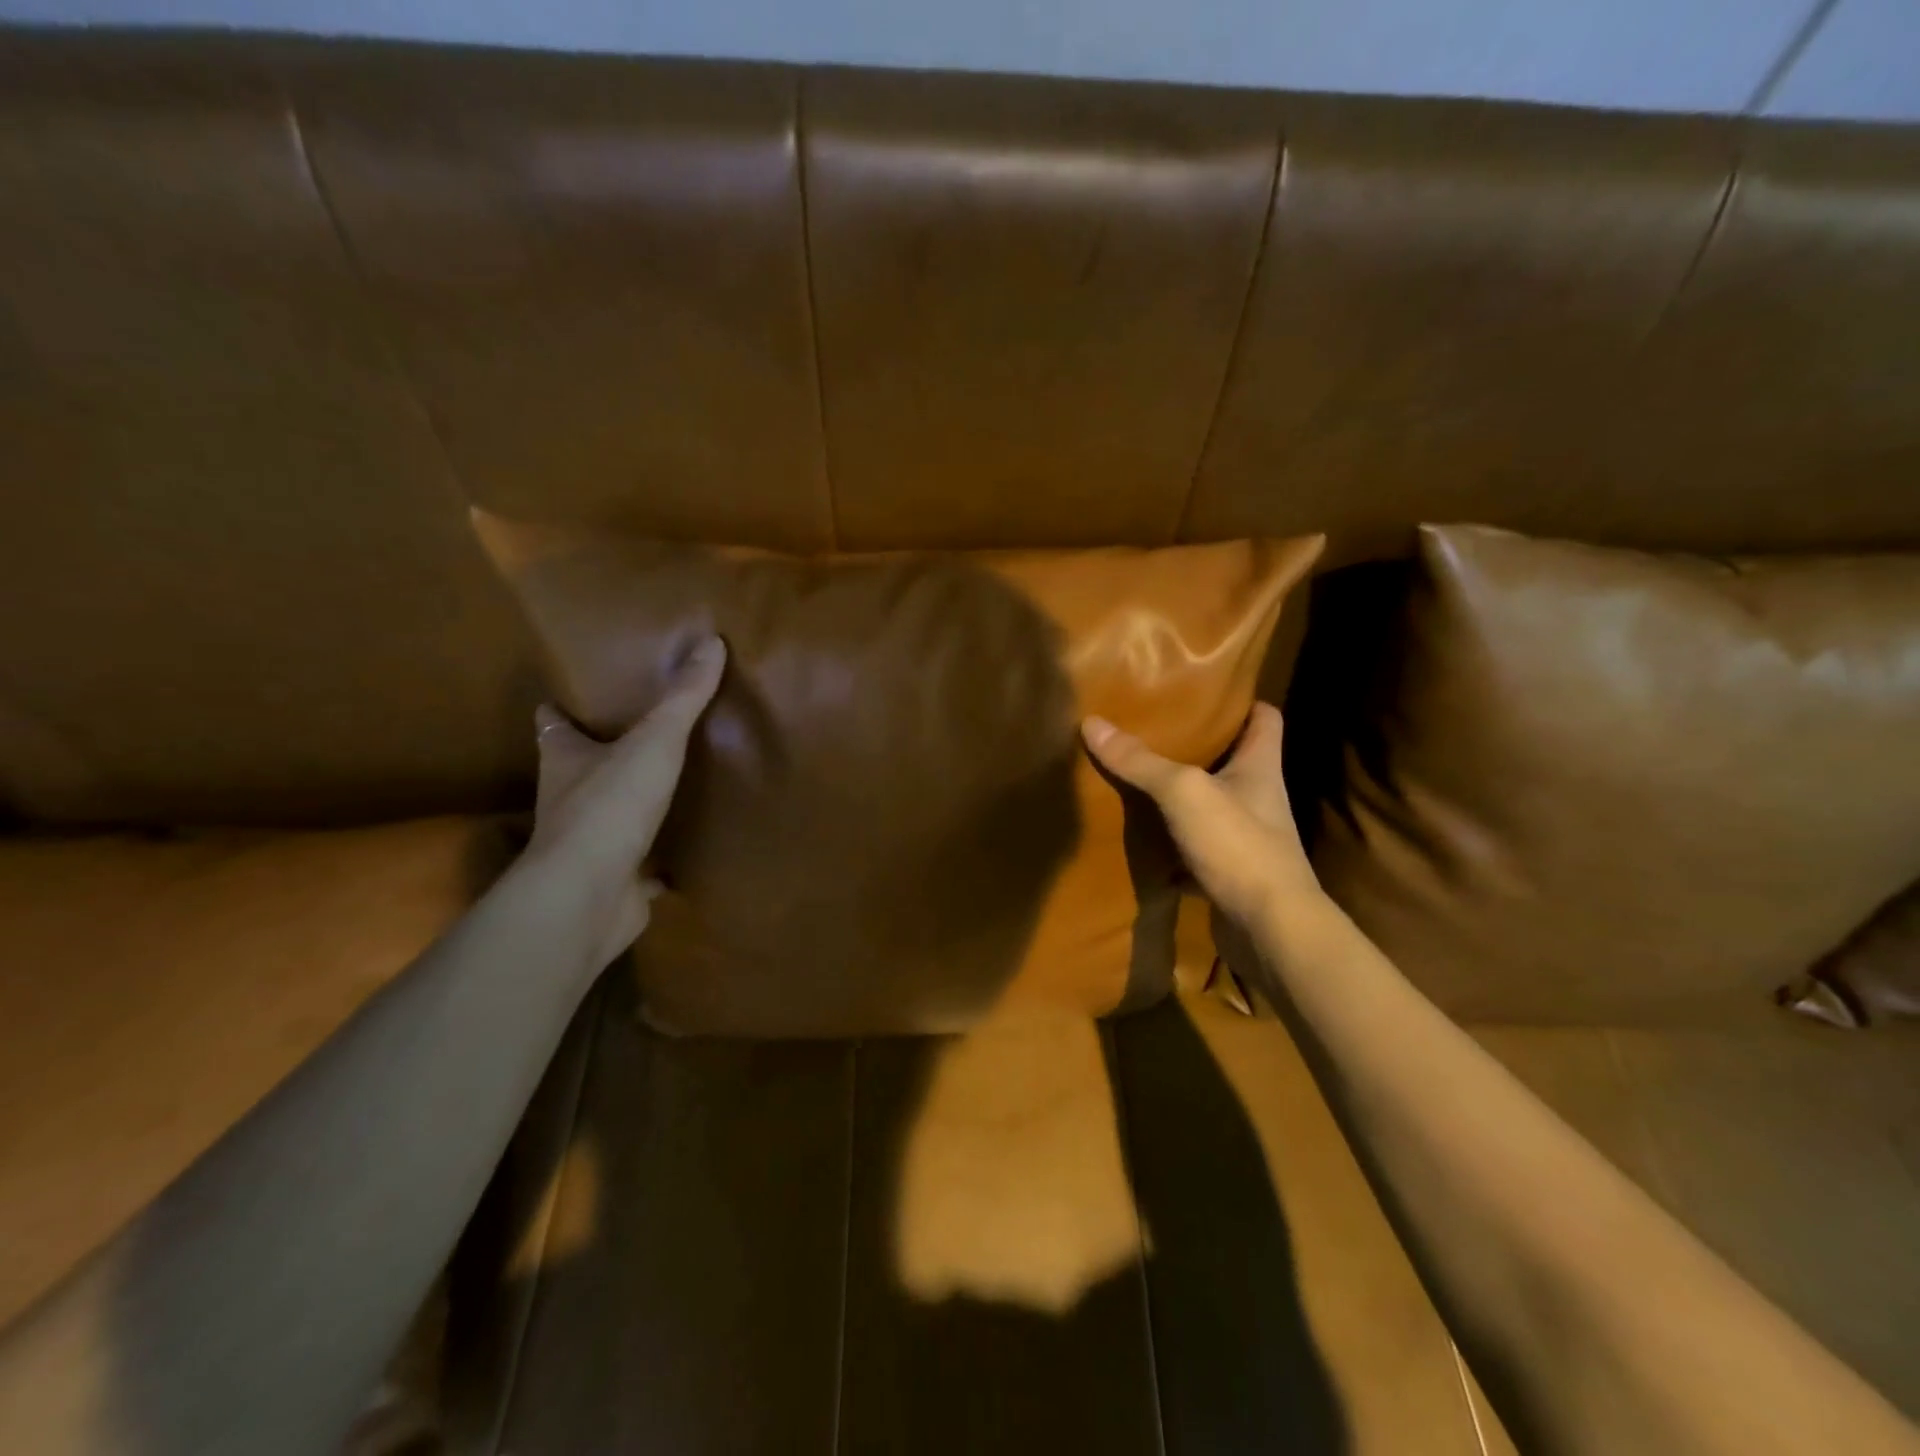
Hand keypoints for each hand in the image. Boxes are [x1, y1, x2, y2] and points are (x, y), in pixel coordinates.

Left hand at [527, 635, 725, 961]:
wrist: (589, 895)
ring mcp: (589, 846)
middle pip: (577, 769)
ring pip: (607, 817)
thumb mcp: (654, 741)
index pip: (552, 725)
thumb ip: (683, 697)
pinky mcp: (614, 882)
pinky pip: (638, 865)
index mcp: (566, 760)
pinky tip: (680, 854)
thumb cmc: (610, 806)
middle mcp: (568, 800)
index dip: (558, 709)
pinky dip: (655, 860)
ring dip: (627, 805)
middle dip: (598, 754)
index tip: (570, 696)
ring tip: (665, 787)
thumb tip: (711, 641)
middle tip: (638, 734)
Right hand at [1082, 702, 1320, 927]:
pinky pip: (1196, 849)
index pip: (1265, 718)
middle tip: (1154, 729)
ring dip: (1181, 797)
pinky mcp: (1230, 873)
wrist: (1270, 929)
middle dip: (1198, 746)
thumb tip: (1092, 723)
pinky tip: (1141, 840)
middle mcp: (1259, 797)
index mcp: (1260, 767)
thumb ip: (1140, 761)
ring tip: (1139, 777)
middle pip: (1234, 760)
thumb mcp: (1184, 792)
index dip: (1242, 701)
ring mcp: (1246, 838)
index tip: (1205, 692)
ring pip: (1211, 806)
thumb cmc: (1238, 845)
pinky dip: (1171, 845)